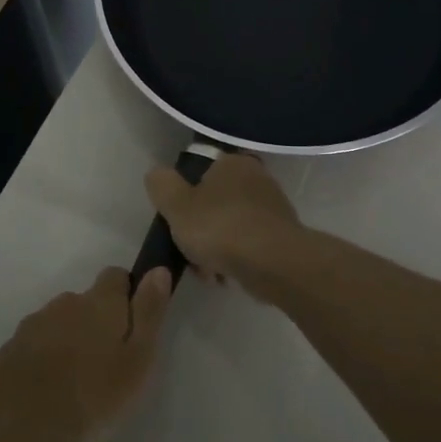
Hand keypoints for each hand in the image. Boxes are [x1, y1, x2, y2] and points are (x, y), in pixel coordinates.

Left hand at [0, 266, 173, 441]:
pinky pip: (36, 346)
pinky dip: (45, 360)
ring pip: (60, 324)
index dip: (128, 294)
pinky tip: (49, 392)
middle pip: (87, 302)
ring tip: (77, 382)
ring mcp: (33, 325)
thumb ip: (149, 313)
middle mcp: (65, 303)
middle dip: (97, 322)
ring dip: (70, 341)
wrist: (15, 425)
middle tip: (107, 363)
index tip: (133, 326)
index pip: (116, 276)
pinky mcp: (10, 350)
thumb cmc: (91, 395)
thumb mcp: (137, 359)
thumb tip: (158, 270)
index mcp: (100, 302)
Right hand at [145, 155, 300, 287]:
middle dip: (200, 231)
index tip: (177, 223)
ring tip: (209, 273)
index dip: (184, 199)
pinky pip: (249, 246)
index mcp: (233, 163)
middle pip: (215, 204)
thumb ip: (162, 186)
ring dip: (216, 250)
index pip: (200, 173)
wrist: (274, 264)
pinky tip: (227, 278)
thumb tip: (158, 175)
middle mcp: (257, 178)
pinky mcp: (282, 237)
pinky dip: (236, 260)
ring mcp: (273, 208)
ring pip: (231, 228)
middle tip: (190, 253)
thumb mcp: (176, 205)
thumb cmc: (221, 228)